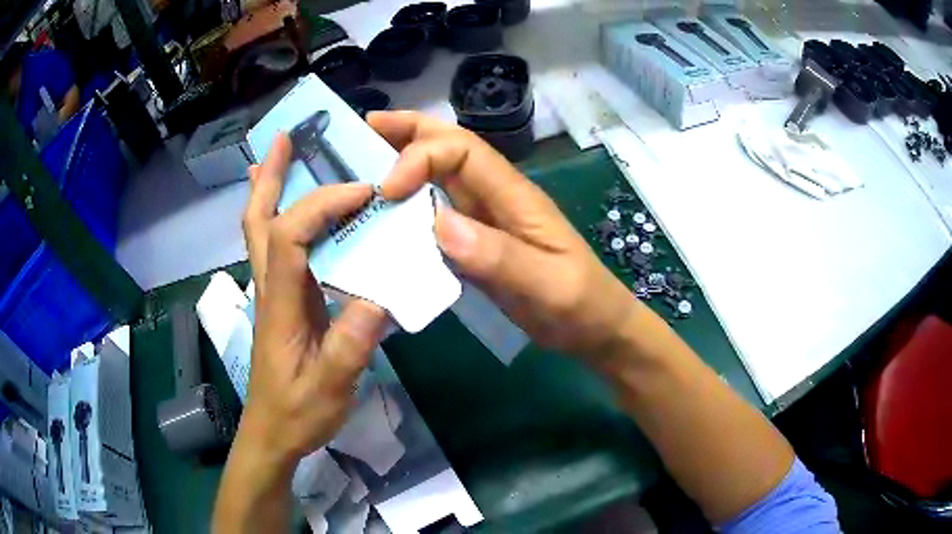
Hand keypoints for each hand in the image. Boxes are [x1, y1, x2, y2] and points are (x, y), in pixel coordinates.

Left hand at [239, 133, 388, 472]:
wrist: (272, 434)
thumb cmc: (298, 413)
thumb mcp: (330, 387)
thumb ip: (350, 345)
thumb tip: (379, 295)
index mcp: (280, 304)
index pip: (290, 236)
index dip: (322, 206)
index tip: (363, 193)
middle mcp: (270, 288)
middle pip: (258, 221)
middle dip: (270, 177)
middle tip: (284, 139)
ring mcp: (273, 294)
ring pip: (260, 231)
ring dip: (270, 190)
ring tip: (282, 155)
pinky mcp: (283, 303)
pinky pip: (277, 250)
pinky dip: (282, 218)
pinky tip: (297, 212)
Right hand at [369, 111, 637, 358]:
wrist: (595, 327)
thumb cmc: (580, 304)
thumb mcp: (548, 286)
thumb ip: (499, 257)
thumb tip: (439, 224)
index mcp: (515, 196)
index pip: (463, 152)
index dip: (420, 157)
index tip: (388, 190)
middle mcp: (498, 198)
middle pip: (452, 148)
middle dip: (410, 131)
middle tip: (368, 127)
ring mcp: (488, 219)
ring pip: (443, 176)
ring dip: (406, 161)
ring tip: (367, 157)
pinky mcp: (479, 243)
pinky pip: (439, 212)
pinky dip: (412, 203)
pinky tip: (389, 213)